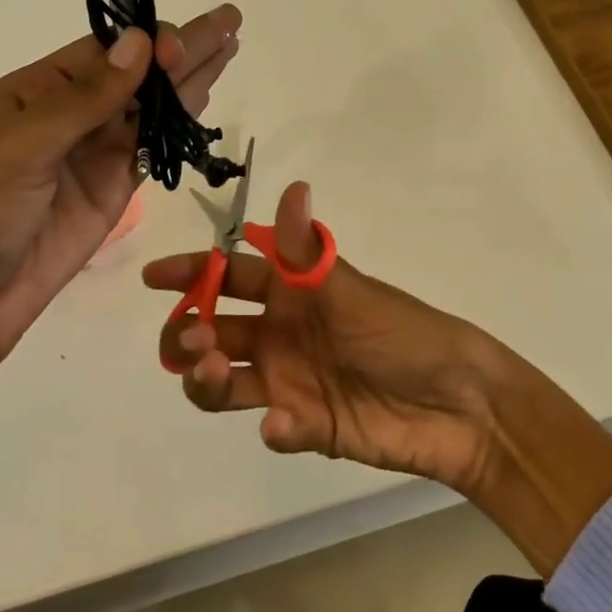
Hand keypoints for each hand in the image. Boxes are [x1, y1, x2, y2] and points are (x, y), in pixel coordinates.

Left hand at [0, 2, 242, 473]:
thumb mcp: (20, 147)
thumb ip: (86, 98)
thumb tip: (141, 41)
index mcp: (36, 92)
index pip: (104, 52)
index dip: (148, 42)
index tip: (186, 40)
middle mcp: (70, 116)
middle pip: (137, 74)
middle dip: (183, 48)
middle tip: (231, 20)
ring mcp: (94, 154)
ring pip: (152, 108)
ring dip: (191, 79)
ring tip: (230, 46)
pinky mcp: (113, 191)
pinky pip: (153, 149)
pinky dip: (180, 125)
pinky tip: (205, 97)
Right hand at [144, 178, 611, 575]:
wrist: (458, 403)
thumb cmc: (402, 333)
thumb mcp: (350, 289)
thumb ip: (309, 250)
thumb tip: (293, 185)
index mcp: (290, 292)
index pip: (227, 277)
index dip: (190, 274)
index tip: (153, 278)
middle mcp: (281, 333)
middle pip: (212, 330)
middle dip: (188, 333)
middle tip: (193, 340)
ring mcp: (290, 381)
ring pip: (225, 380)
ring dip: (207, 379)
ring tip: (215, 375)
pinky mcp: (306, 426)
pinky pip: (271, 425)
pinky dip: (271, 425)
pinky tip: (287, 423)